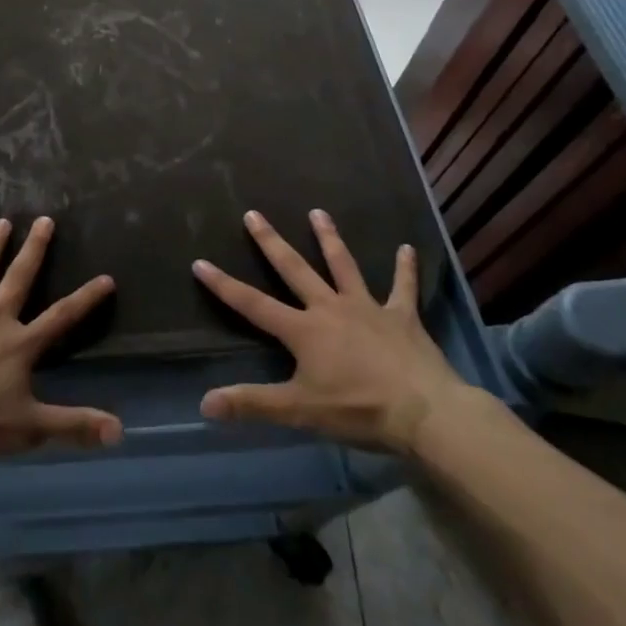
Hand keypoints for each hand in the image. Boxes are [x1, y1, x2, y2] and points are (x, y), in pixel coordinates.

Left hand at [0, 216, 121, 465]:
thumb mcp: (28, 429)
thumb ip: (73, 425)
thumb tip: (120, 431)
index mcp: (19, 344)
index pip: (61, 317)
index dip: (86, 298)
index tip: (106, 277)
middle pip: (18, 277)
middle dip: (34, 248)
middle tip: (44, 219)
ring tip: (2, 221)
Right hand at [192, 209, 474, 456]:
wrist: (425, 413)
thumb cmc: (358, 410)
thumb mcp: (299, 410)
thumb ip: (252, 404)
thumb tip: (204, 403)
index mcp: (303, 330)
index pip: (253, 304)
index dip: (224, 285)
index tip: (200, 262)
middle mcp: (330, 308)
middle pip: (295, 269)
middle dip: (271, 242)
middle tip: (253, 214)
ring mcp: (367, 308)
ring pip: (343, 266)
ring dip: (330, 239)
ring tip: (318, 212)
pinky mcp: (402, 317)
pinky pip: (403, 288)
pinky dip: (405, 269)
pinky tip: (407, 248)